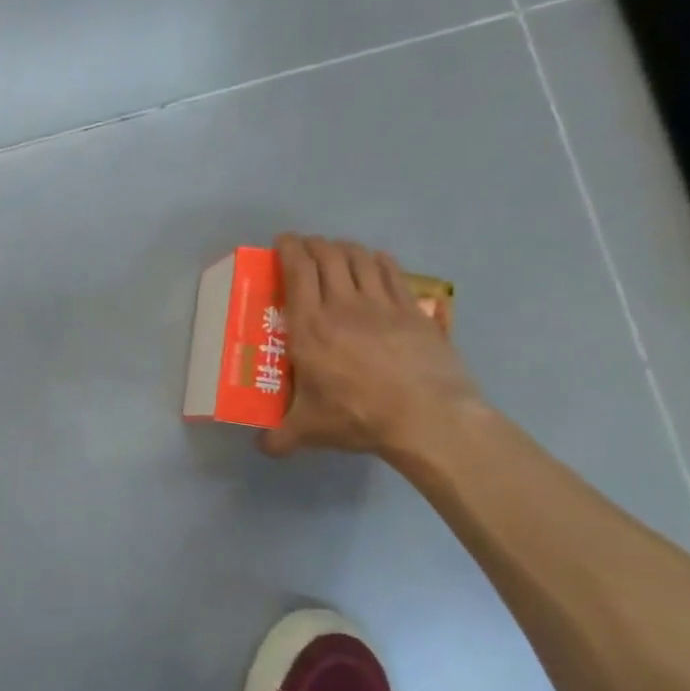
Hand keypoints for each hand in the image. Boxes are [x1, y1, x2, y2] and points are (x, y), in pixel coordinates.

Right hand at [258, 234, 482, 459]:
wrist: (427, 418)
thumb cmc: (359, 417)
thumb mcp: (309, 430)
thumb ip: (280, 437)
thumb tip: (261, 448)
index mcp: (310, 326)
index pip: (297, 270)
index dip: (288, 249)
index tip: (282, 242)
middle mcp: (342, 304)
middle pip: (328, 255)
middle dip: (313, 244)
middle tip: (305, 248)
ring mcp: (382, 303)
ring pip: (360, 257)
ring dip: (344, 248)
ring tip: (337, 252)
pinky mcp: (413, 310)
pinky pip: (392, 271)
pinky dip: (377, 260)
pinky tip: (374, 263)